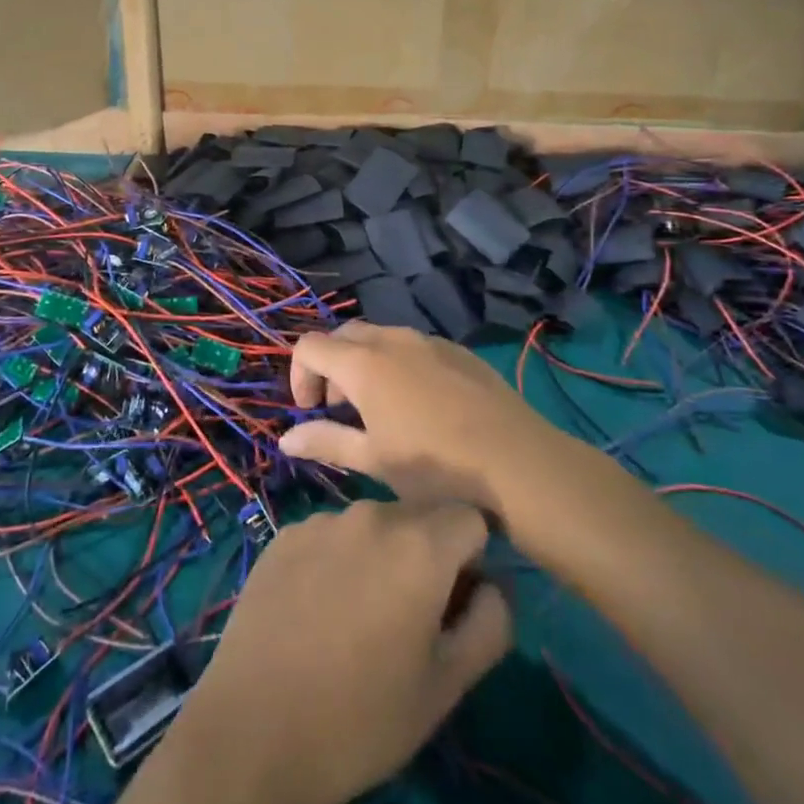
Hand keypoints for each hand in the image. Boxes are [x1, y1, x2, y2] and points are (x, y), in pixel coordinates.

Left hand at [171, 500, 510, 803]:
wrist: (253, 731)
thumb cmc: (361, 718)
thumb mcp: (447, 687)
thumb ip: (489, 625)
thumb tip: (494, 587)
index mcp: (419, 545)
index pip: (470, 519)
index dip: (473, 559)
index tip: (457, 603)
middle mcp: (370, 514)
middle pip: (420, 517)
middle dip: (428, 555)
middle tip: (410, 618)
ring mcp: (321, 520)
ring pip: (373, 525)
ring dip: (381, 556)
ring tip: (358, 618)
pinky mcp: (283, 534)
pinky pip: (331, 534)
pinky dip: (338, 560)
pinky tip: (317, 611)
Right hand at [279, 321, 558, 513]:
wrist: (518, 463)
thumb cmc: (436, 467)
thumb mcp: (373, 460)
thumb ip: (325, 442)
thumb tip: (285, 439)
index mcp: (363, 363)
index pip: (310, 346)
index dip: (299, 375)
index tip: (311, 411)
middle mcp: (392, 339)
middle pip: (343, 336)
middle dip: (331, 367)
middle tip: (339, 410)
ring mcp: (428, 341)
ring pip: (380, 337)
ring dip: (364, 364)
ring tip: (378, 409)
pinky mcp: (457, 351)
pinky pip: (413, 346)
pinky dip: (398, 364)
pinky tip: (419, 405)